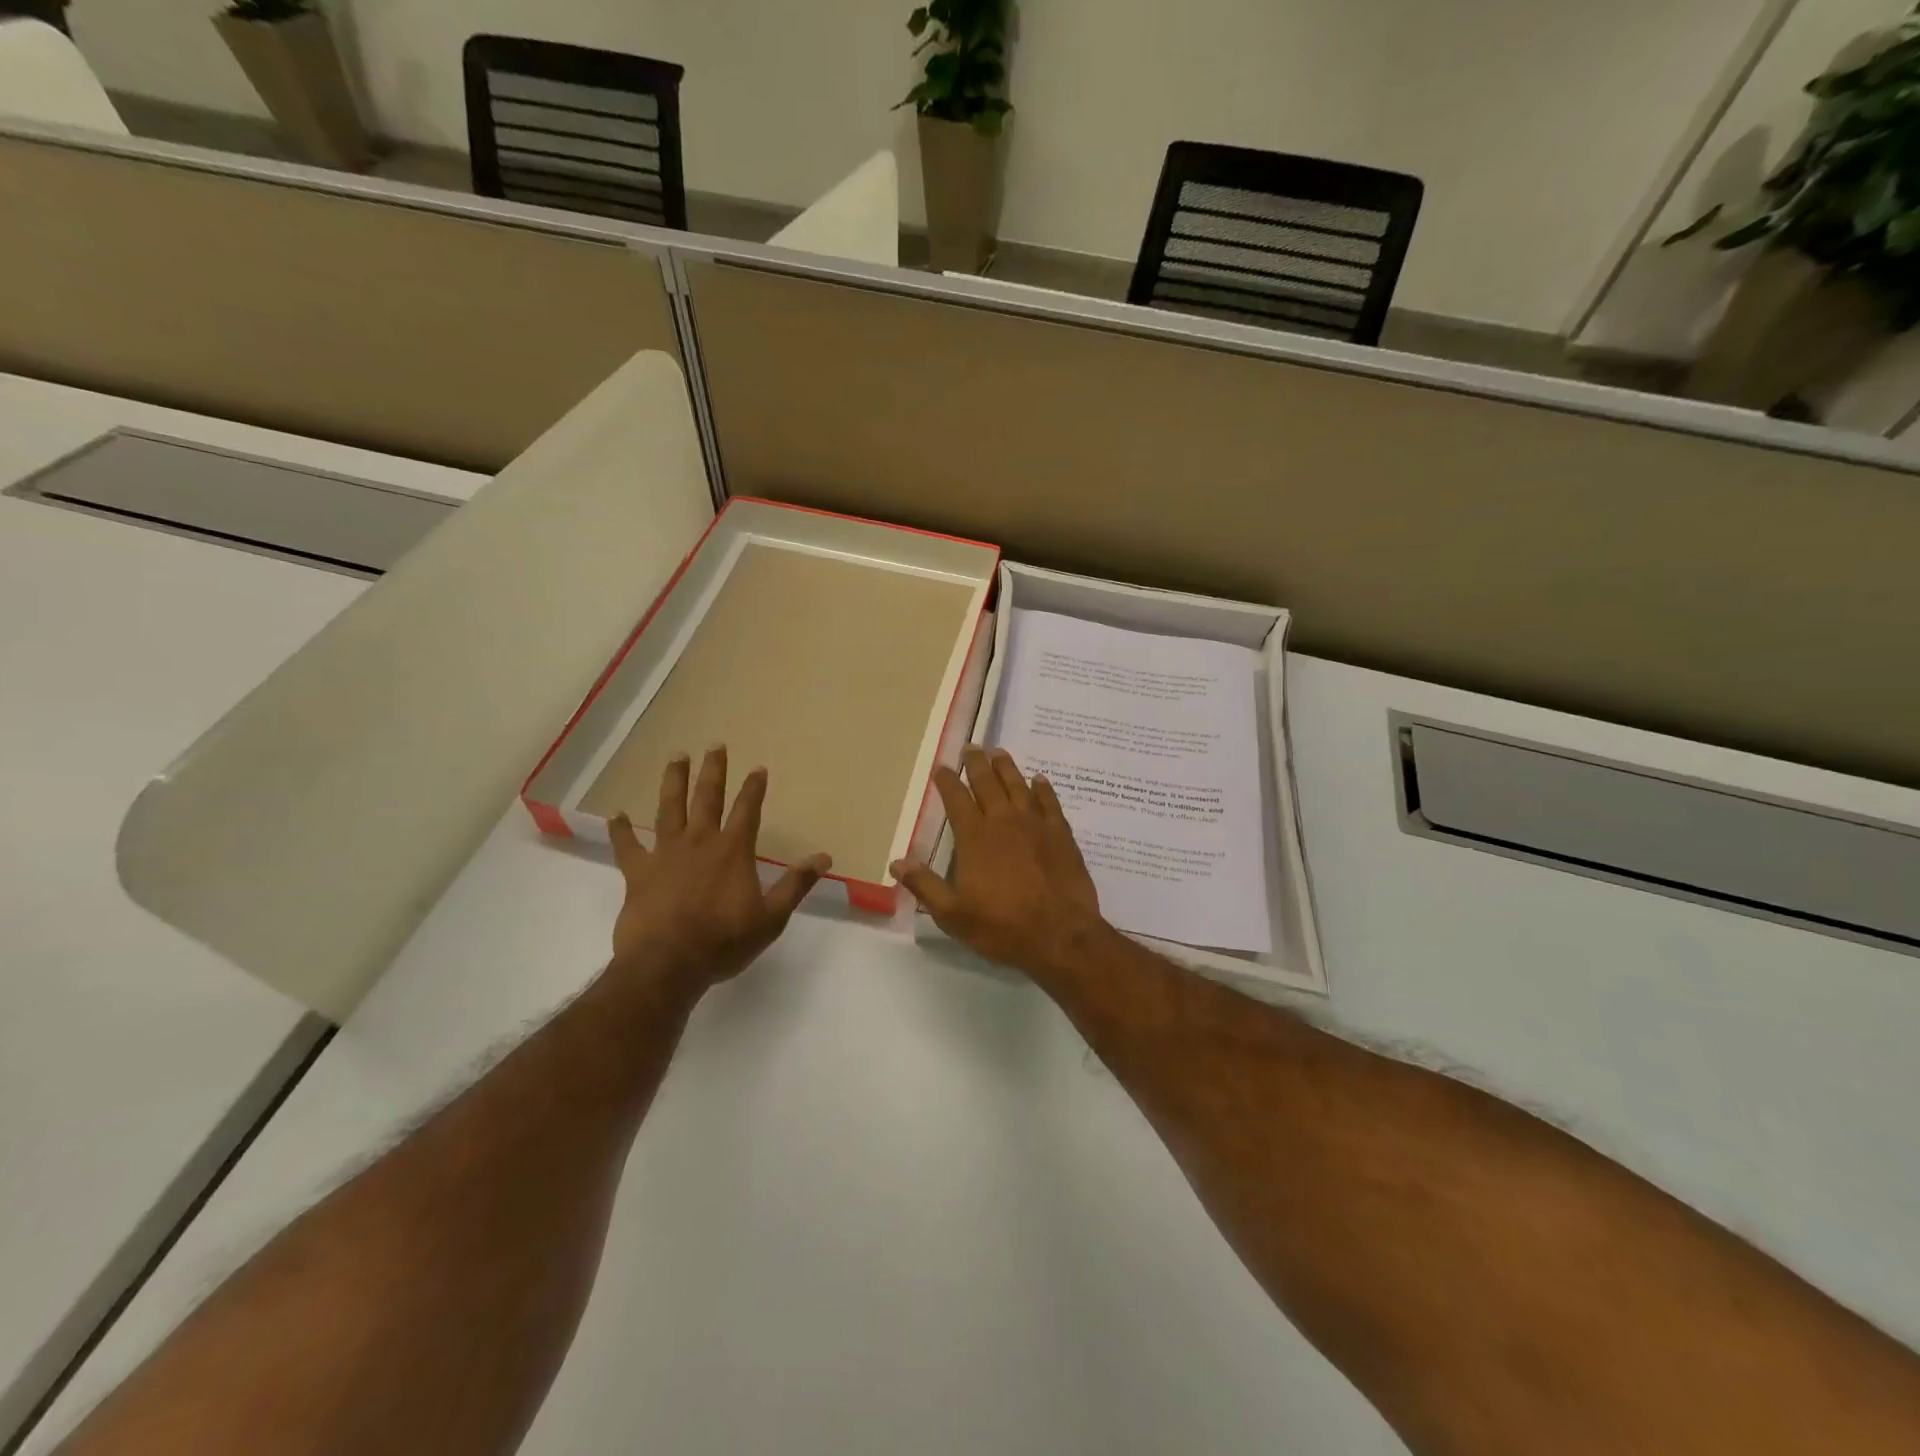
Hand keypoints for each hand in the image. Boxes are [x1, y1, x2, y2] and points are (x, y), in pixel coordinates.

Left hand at [607, 746, 830, 997]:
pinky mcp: (638, 872)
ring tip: (676, 757)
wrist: (668, 964)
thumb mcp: (771, 918)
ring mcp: (665, 854)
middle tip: (714, 745)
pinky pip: (627, 846)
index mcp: (733, 851)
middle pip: (707, 798)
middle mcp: (700, 842)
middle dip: (713, 771)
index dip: (754, 788)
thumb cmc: (723, 941)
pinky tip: (616, 814)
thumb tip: (824, 857)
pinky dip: (622, 830)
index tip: (758, 768)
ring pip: (669, 809)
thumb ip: (796, 885)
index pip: (747, 810)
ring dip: (674, 782)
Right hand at [892, 746, 1108, 980]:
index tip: (941, 768)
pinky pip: (1050, 803)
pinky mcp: (1062, 835)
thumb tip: (897, 861)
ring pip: (1018, 786)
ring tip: (999, 752)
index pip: (957, 800)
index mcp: (975, 838)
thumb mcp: (953, 914)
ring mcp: (1036, 825)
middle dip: (976, 764)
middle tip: (971, 747)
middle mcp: (1004, 822)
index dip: (947, 782)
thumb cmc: (1002, 927)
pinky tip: (1040, 780)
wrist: (1061, 935)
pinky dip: (1043, 789)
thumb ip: (925, 885)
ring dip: (1007, 767)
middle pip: (988, 783)